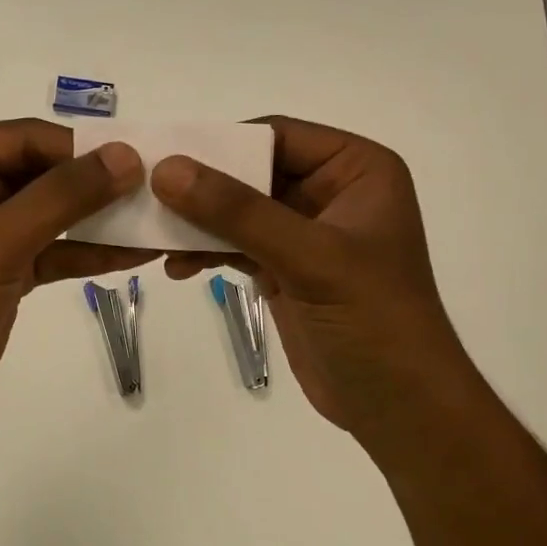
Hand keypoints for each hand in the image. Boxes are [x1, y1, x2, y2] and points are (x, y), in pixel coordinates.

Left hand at [0, 120, 154, 433]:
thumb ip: (61, 197)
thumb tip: (127, 157)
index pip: (28, 139)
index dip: (84, 149)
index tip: (140, 163)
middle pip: (47, 172)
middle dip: (99, 185)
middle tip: (158, 192)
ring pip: (57, 212)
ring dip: (103, 219)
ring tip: (159, 222)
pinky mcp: (9, 267)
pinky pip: (57, 248)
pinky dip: (92, 251)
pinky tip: (137, 253)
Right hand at [151, 116, 475, 440]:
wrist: (398, 409)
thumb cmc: (373, 321)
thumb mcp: (309, 258)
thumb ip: (239, 212)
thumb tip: (168, 169)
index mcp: (357, 170)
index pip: (279, 136)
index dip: (223, 143)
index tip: (166, 157)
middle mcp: (331, 193)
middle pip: (251, 172)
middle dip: (202, 188)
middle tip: (148, 197)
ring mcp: (305, 234)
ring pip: (238, 211)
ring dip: (197, 224)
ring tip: (155, 239)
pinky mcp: (285, 270)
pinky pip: (235, 245)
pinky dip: (206, 252)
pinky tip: (177, 268)